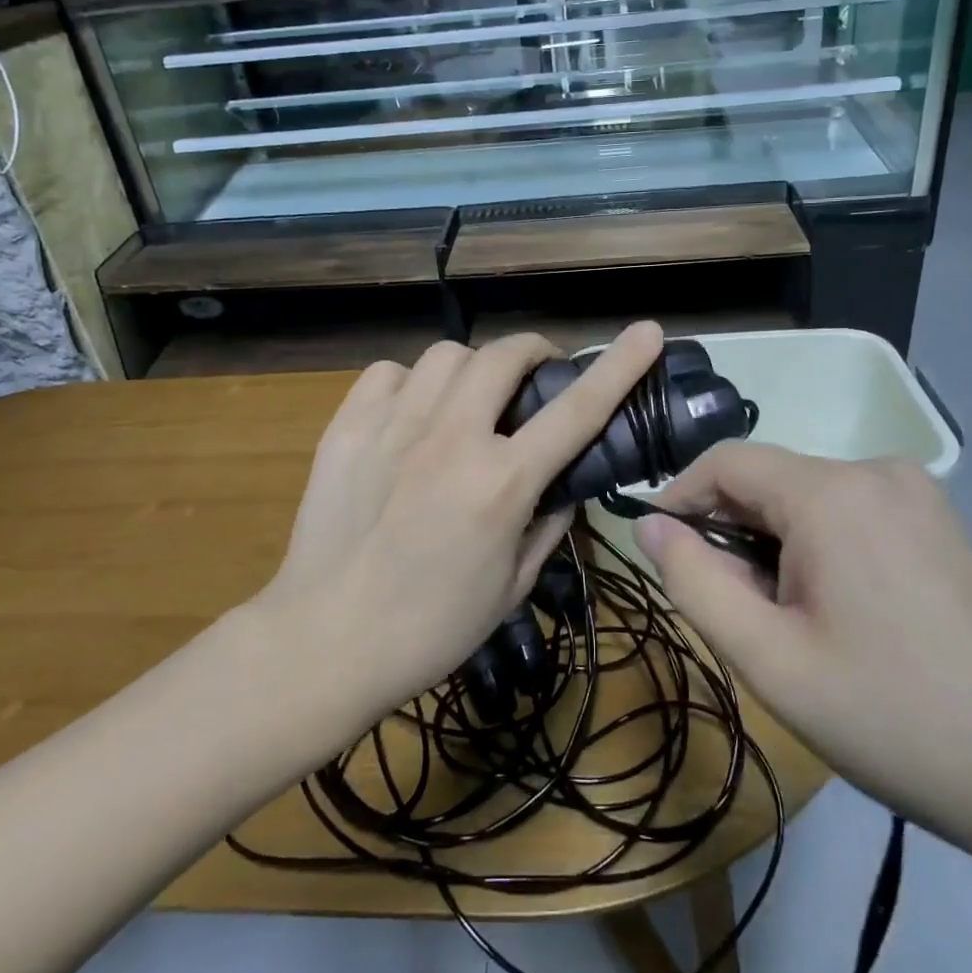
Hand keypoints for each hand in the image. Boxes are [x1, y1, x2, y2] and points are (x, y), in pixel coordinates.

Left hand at [263, 322, 665, 727]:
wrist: (325, 640)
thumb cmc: (430, 628)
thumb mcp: (512, 587)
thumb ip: (549, 525)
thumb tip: (564, 485)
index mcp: (501, 483)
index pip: (577, 409)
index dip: (619, 365)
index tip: (646, 332)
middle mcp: (451, 438)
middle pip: (503, 356)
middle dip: (532, 353)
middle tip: (535, 378)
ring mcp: (394, 426)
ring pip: (447, 355)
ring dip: (472, 369)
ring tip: (468, 401)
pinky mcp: (348, 427)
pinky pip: (389, 372)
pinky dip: (411, 383)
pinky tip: (412, 413)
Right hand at [635, 443, 971, 839]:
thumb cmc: (898, 718)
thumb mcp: (771, 660)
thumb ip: (694, 581)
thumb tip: (646, 524)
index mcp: (830, 491)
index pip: (724, 461)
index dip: (679, 498)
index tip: (663, 555)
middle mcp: (874, 469)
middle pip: (768, 480)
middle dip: (733, 534)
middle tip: (738, 614)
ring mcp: (916, 491)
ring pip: (807, 498)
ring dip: (776, 545)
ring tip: (792, 624)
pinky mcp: (939, 520)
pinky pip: (850, 512)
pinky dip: (819, 547)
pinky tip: (841, 613)